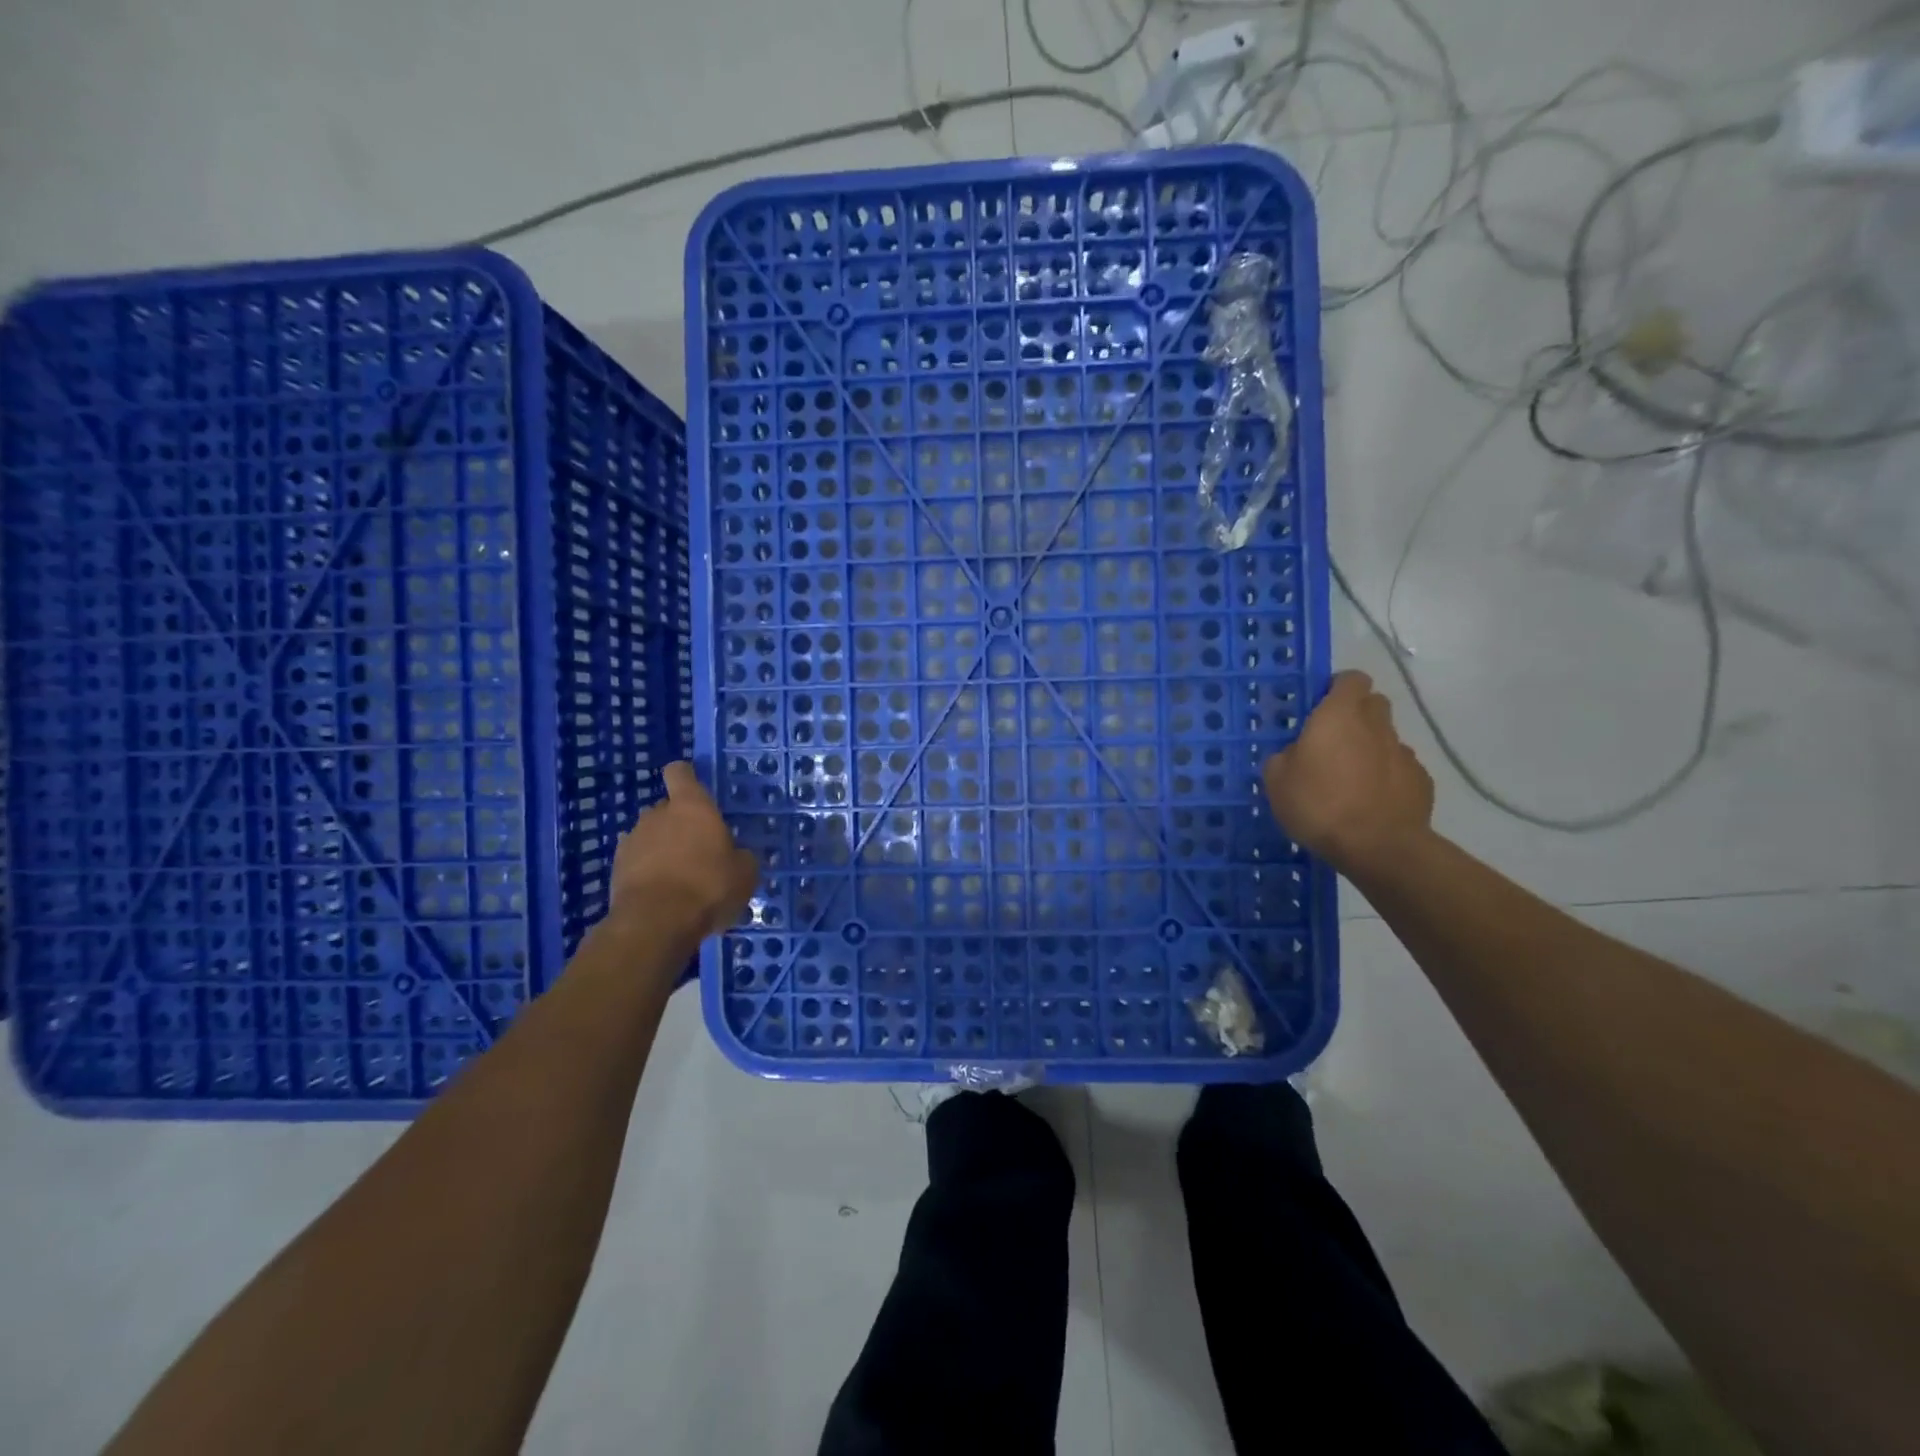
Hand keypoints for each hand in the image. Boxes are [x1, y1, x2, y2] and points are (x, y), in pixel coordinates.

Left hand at [609, 762, 759, 941]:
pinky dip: (646, 870)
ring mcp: (632, 839)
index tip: (696, 790)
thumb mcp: (745, 873)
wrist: (656, 923)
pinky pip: (636, 860)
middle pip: (666, 807)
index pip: (680, 772)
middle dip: (679, 823)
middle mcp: (658, 814)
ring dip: (662, 847)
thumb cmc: (709, 886)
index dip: (686, 777)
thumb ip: (741, 857)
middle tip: (698, 848)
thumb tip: (738, 855)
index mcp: (692, 806)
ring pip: (650, 834)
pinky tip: (660, 891)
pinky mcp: (616, 867)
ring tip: (678, 875)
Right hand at [1263, 671, 1433, 874]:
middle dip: (1356, 715)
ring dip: (1370, 749)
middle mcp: (1376, 725)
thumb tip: (1296, 754)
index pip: (1350, 679)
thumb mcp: (1277, 781)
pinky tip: (1371, 802)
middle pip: (1372, 704)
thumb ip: (1284, 757)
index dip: (1337, 688)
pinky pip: (1399, 769)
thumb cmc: (1319, 805)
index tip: (1320, 706)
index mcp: (1339, 715)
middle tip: (1332, 741)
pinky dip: (1386, 777)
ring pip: (1386, 738)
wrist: (1378, 847)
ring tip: (1350, 780)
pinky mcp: (1421, 780)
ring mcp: (1404, 752)